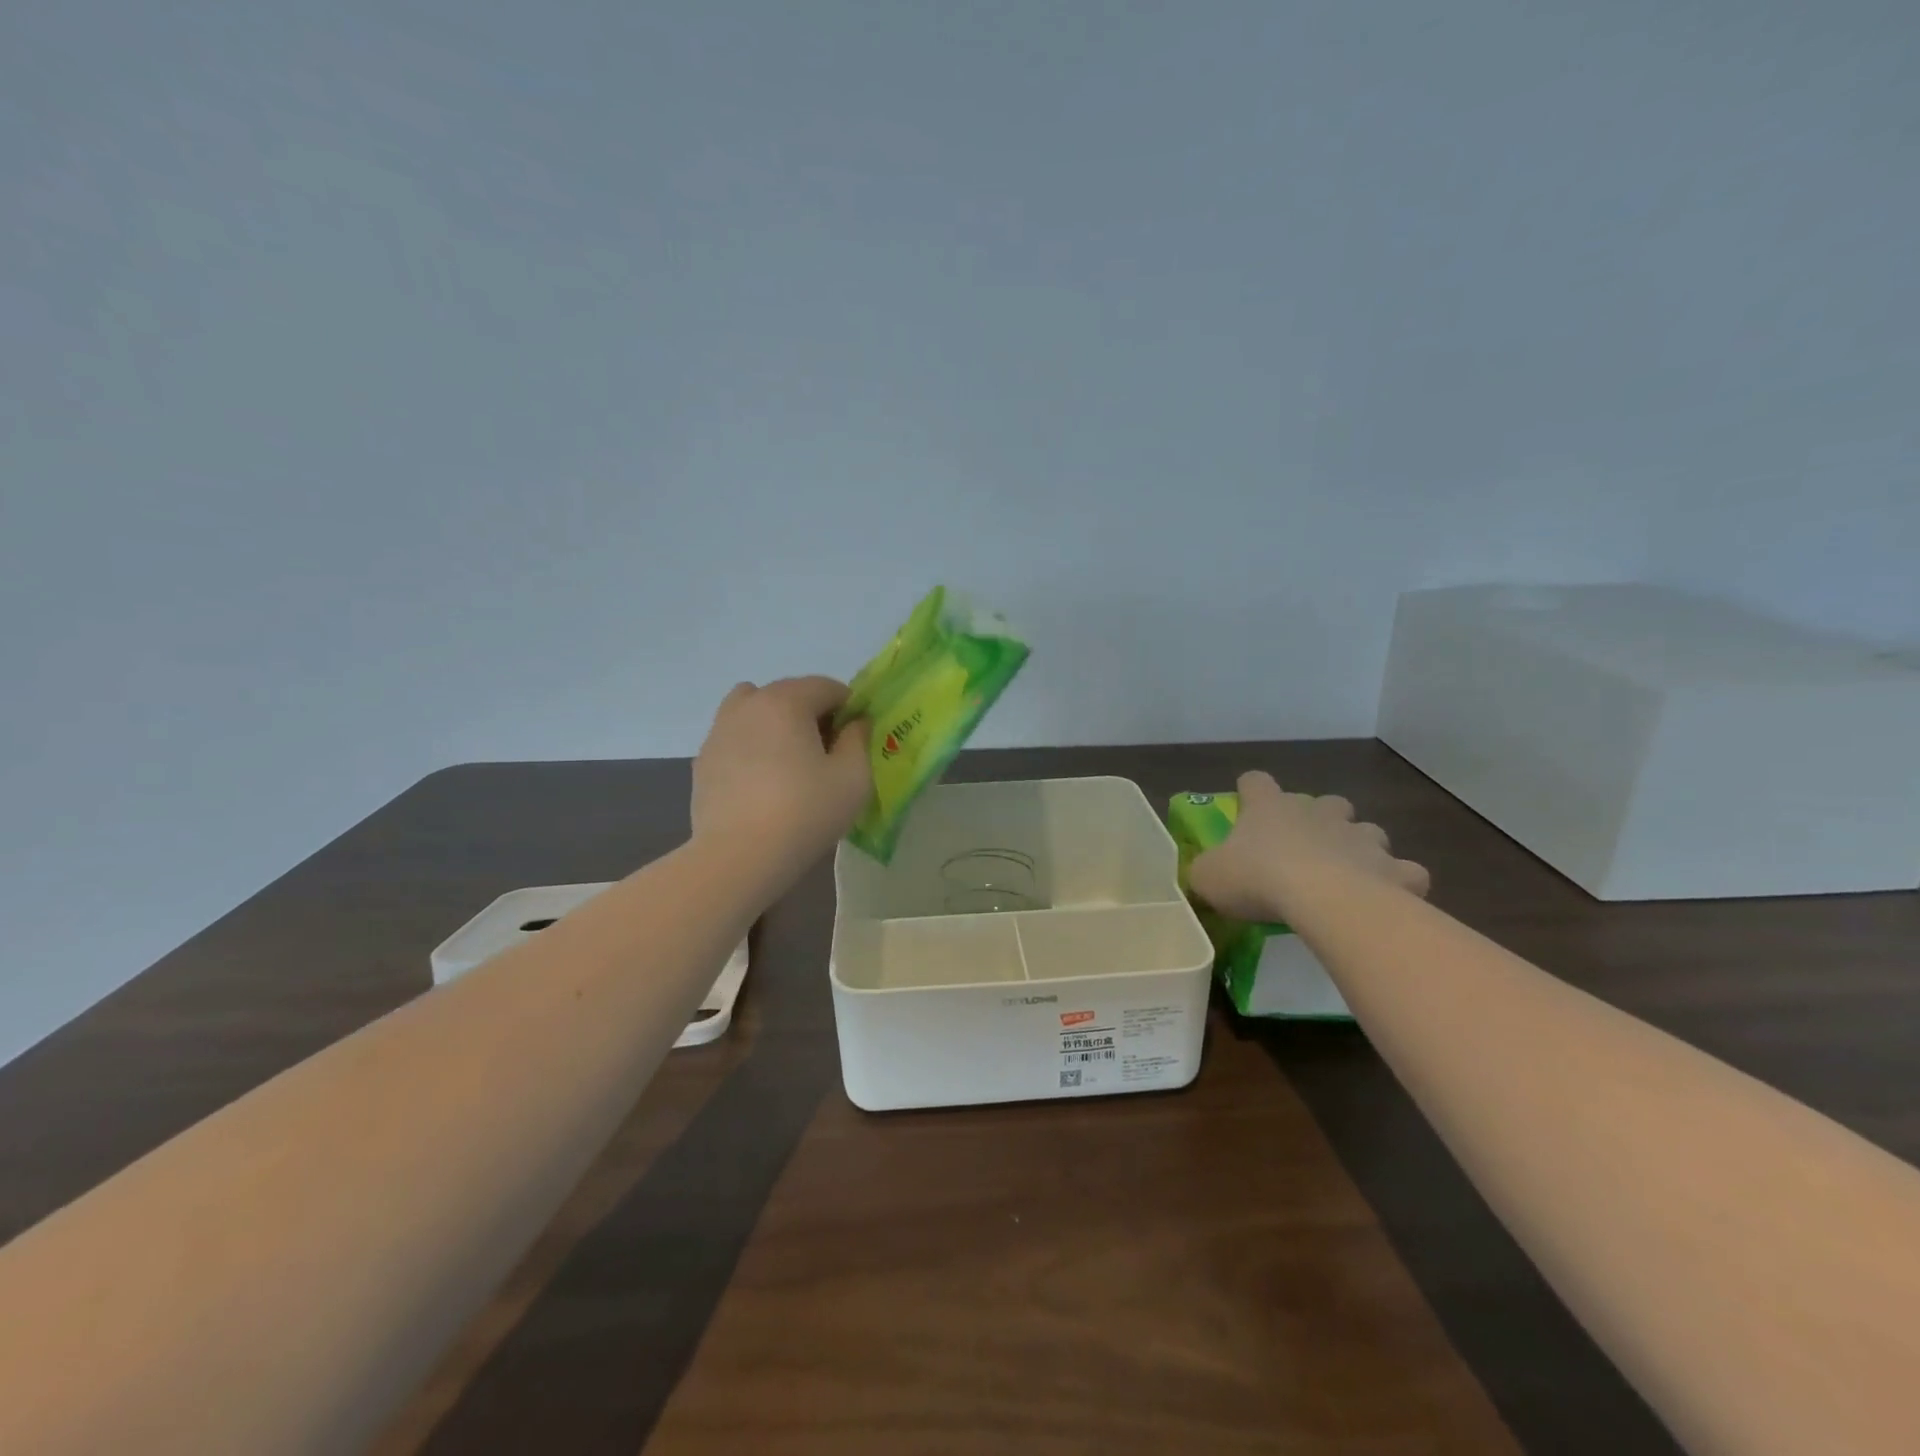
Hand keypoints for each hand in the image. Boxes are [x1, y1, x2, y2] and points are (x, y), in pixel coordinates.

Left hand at [692, 676, 871, 876]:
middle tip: (827, 753)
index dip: (849, 708)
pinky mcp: (703, 760)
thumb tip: (855, 723)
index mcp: (787, 700)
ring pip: (754, 709)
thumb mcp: (853, 777)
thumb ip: (859, 740)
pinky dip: (751, 746)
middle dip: (813, 713)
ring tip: (789, 761)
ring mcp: (719, 731)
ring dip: (776, 723)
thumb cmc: (805, 812)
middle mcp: (749, 704)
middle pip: (789, 693)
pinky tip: (762, 783)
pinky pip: (734, 738)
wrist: (738, 856)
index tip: (855, 740)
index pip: (827, 686)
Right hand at [1189, 771, 1429, 922]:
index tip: (1245, 807)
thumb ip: (1205, 871)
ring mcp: (1361, 837)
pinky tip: (1386, 900)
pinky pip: (1403, 872)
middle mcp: (1318, 813)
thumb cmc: (1259, 880)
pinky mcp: (1394, 869)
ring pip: (1367, 832)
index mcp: (1270, 808)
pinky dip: (1397, 882)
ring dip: (1359, 848)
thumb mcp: (1210, 878)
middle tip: (1305, 850)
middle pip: (1325, 802)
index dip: (1249, 792)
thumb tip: (1204, 873)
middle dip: (1320, 820)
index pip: (1255, 782)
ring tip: (1347, 877)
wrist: (1326, 900)